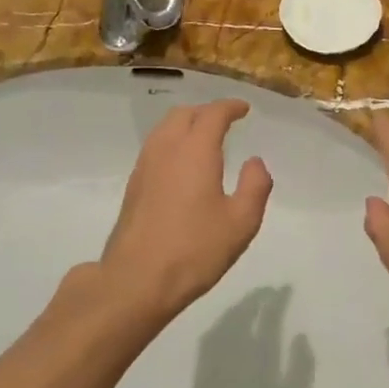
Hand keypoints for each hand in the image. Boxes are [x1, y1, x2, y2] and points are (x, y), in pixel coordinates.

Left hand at [98, 99, 272, 319]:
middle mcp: (167, 149)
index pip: (213, 114)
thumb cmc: (194, 250)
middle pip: (184, 114)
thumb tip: (255, 162)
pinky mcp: (133, 185)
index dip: (230, 107)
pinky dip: (172, 142)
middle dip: (206, 112)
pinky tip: (182, 164)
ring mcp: (145, 166)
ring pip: (165, 129)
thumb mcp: (241, 222)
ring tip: (204, 138)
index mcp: (195, 151)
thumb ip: (255, 186)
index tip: (244, 109)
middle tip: (225, 121)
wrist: (136, 280)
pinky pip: (155, 147)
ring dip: (186, 124)